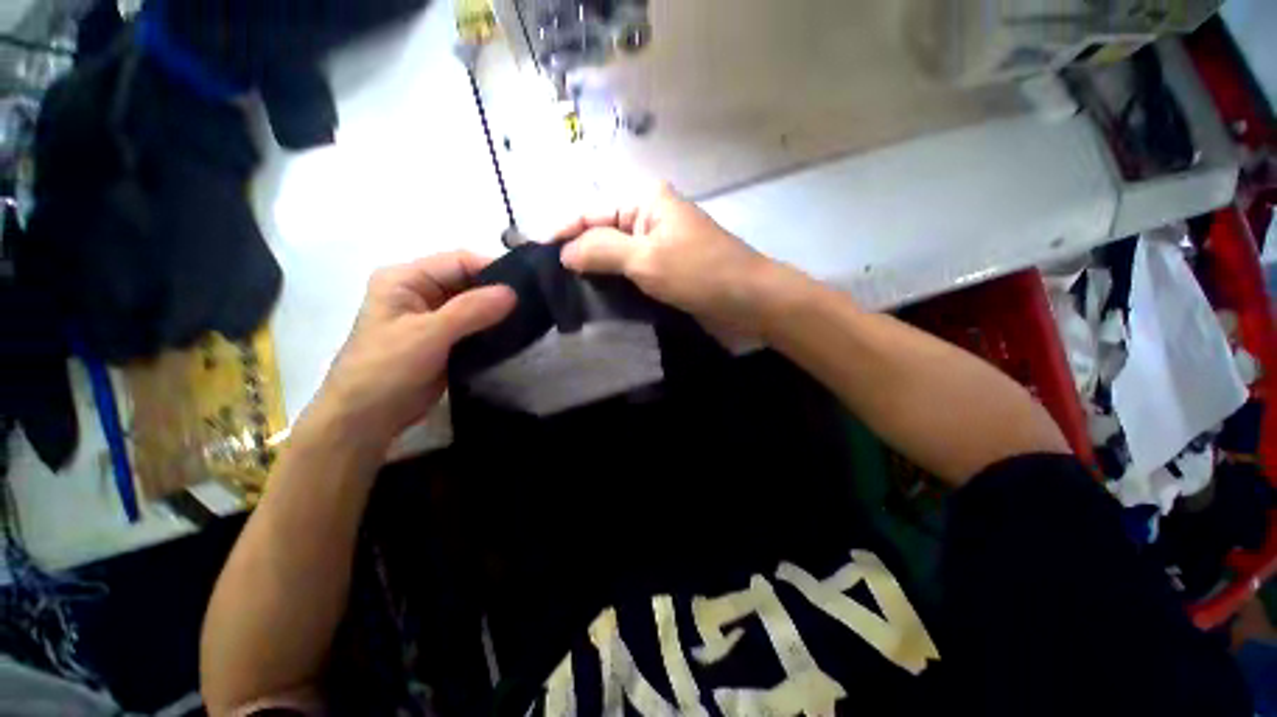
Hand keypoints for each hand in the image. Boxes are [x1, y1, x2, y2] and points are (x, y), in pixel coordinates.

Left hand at [306, 252, 515, 451]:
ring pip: (475, 305)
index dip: (493, 268)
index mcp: (406, 279)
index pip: (458, 261)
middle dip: (499, 291)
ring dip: (499, 312)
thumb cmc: (385, 370)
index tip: (528, 284)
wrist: (366, 419)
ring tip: (532, 318)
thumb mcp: (427, 335)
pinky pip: (476, 326)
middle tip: (535, 303)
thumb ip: (470, 311)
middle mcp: (420, 292)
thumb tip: (512, 293)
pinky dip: (494, 329)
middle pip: (469, 282)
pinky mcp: (445, 340)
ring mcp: (434, 318)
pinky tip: (516, 335)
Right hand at [556, 183, 786, 333]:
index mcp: (645, 202)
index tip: (535, 254)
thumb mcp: (646, 258)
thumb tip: (564, 251)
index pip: (592, 211)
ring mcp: (659, 245)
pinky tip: (597, 296)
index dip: (563, 230)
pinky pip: (632, 271)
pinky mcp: (666, 269)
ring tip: (565, 290)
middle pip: (602, 231)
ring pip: (616, 254)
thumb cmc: (700, 273)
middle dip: (576, 252)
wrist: (749, 300)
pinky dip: (614, 281)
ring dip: (594, 269)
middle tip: (548, 279)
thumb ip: (602, 250)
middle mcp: (650, 217)